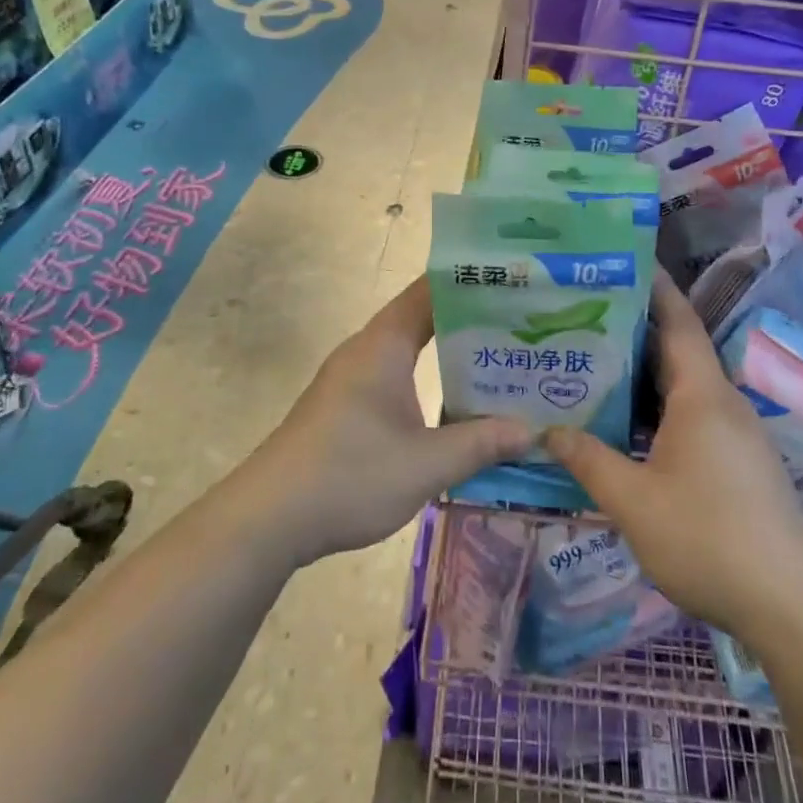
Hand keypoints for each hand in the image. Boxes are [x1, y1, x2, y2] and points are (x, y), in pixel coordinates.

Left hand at [247, 277, 531, 564]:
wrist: (269, 518)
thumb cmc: (350, 475)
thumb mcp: (426, 464)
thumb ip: (481, 443)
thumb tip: (532, 431)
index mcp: (384, 345)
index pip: (431, 291)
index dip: (471, 284)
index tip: (515, 285)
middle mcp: (367, 350)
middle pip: (424, 319)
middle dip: (472, 322)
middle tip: (523, 330)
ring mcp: (352, 378)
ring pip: (410, 352)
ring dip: (450, 356)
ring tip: (501, 365)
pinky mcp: (345, 405)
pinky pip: (396, 377)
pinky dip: (429, 380)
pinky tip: (456, 408)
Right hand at [542, 272, 802, 635]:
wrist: (791, 608)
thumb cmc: (707, 539)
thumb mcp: (633, 501)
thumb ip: (589, 460)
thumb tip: (549, 431)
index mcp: (702, 396)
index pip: (677, 321)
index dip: (654, 286)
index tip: (624, 260)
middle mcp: (723, 404)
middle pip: (677, 352)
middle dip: (634, 331)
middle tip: (583, 316)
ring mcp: (736, 436)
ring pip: (683, 389)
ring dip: (644, 377)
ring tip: (594, 368)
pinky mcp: (740, 465)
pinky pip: (692, 419)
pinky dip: (658, 412)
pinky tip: (626, 429)